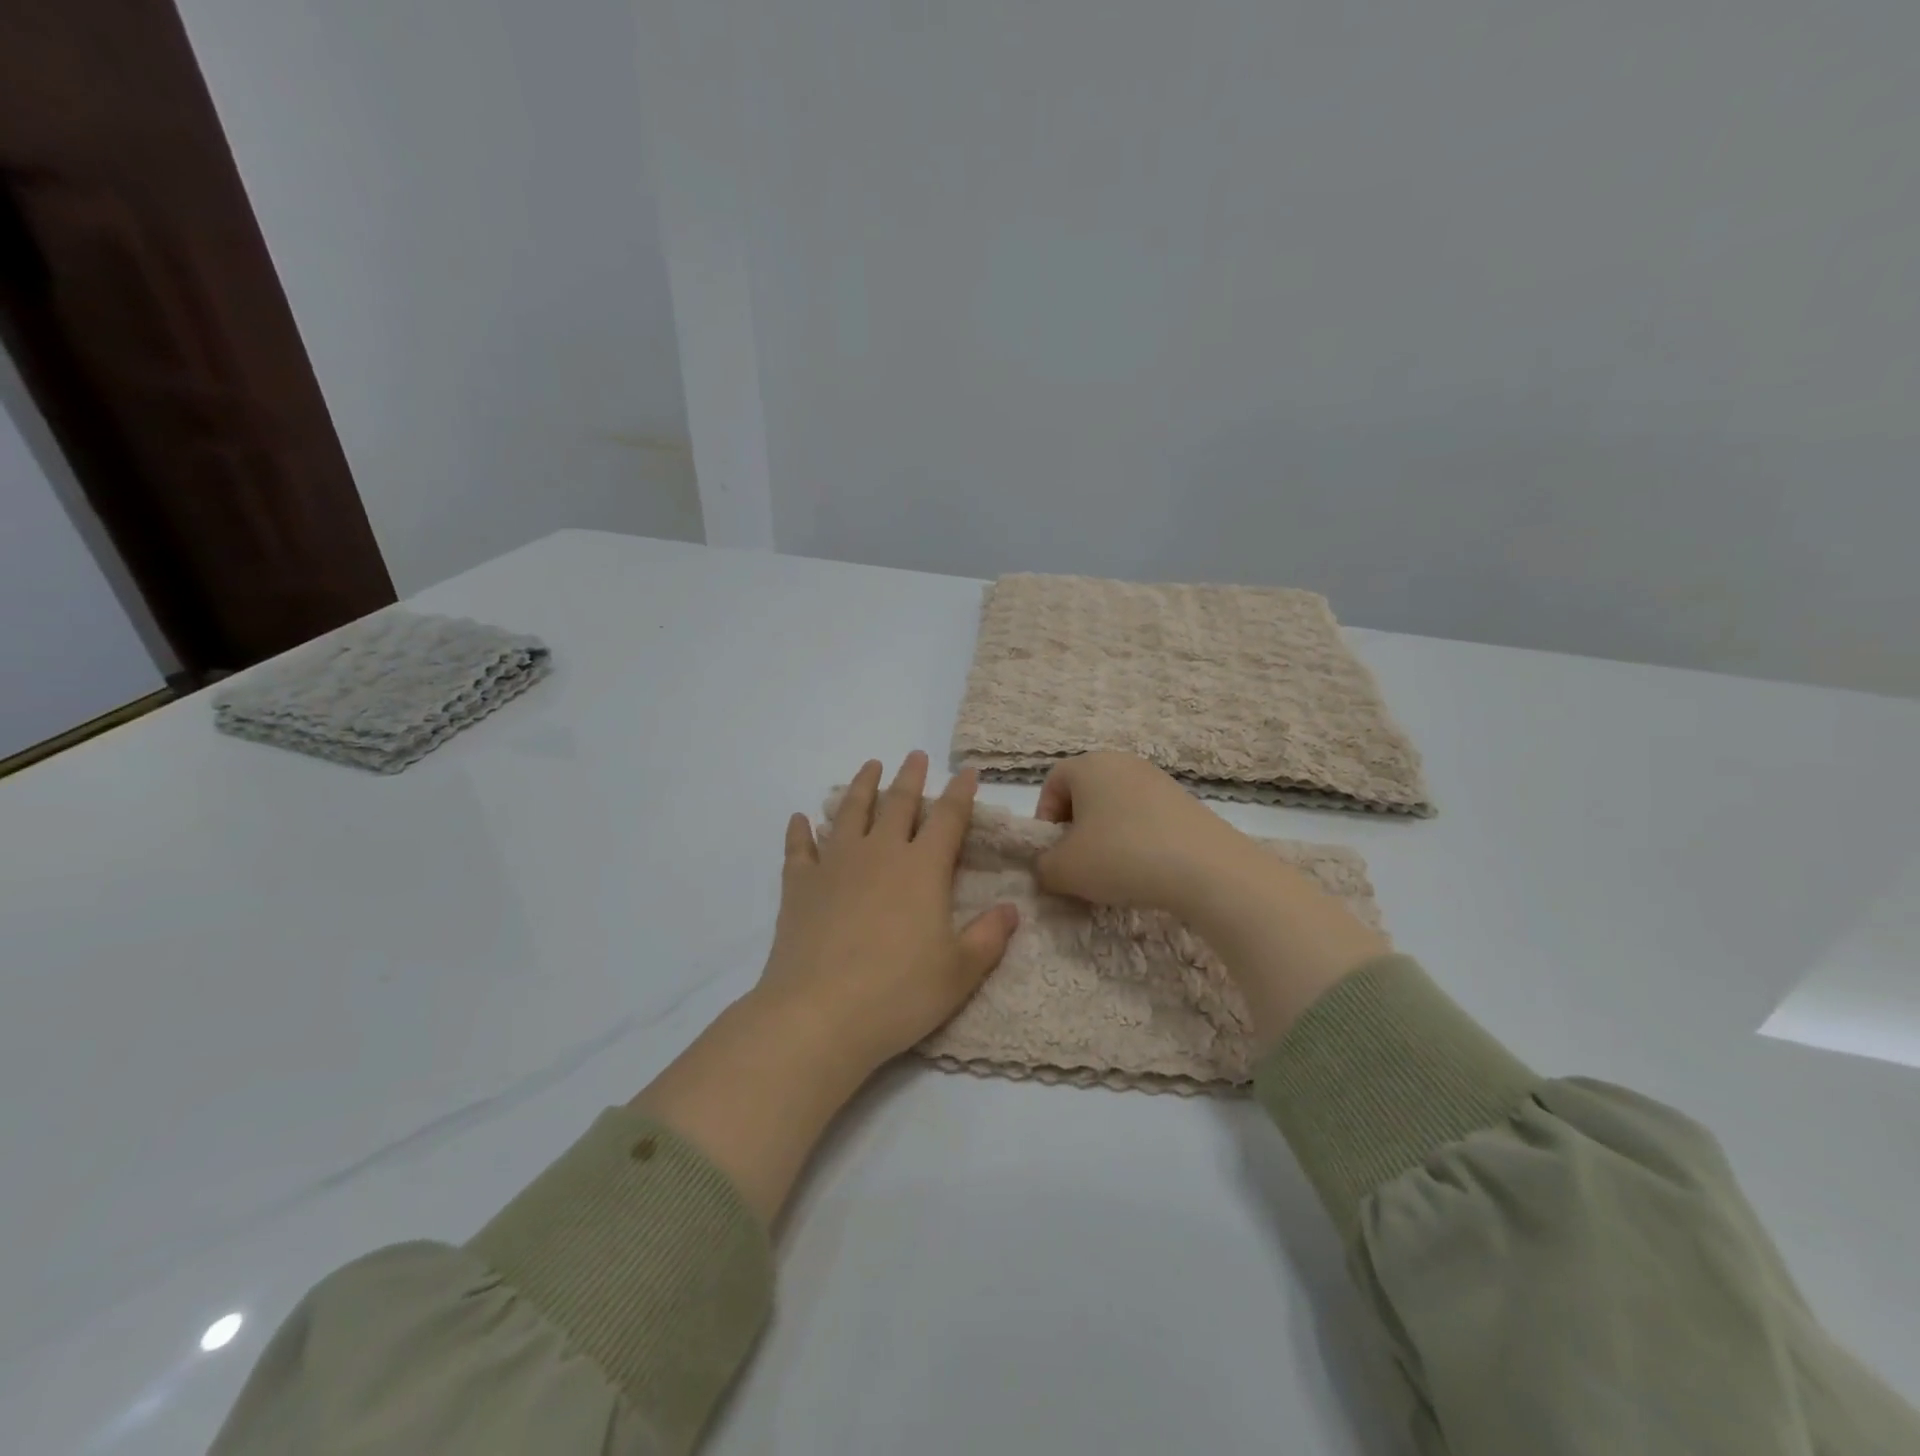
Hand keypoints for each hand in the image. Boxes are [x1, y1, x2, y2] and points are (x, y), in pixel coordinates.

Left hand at [756, 752, 1018, 1076]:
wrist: (819, 1014)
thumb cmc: (899, 993)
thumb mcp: (960, 972)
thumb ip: (989, 937)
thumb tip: (1011, 909)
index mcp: (923, 869)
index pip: (948, 819)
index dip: (961, 793)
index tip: (968, 772)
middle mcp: (880, 854)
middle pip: (898, 804)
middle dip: (910, 778)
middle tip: (915, 756)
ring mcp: (835, 866)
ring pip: (850, 813)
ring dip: (862, 787)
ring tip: (870, 766)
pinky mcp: (799, 886)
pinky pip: (799, 849)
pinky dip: (799, 831)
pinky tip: (799, 819)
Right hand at [1034, 751, 1246, 917]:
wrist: (1206, 869)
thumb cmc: (1121, 856)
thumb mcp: (1064, 870)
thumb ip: (1042, 866)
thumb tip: (1048, 867)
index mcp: (1088, 765)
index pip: (1052, 783)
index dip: (1045, 818)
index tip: (1052, 852)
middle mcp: (1122, 762)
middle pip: (1085, 793)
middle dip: (1075, 829)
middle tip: (1078, 864)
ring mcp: (1158, 779)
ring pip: (1116, 806)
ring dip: (1106, 836)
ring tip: (1113, 872)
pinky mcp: (1185, 802)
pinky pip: (1145, 817)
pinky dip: (1136, 840)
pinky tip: (1144, 870)